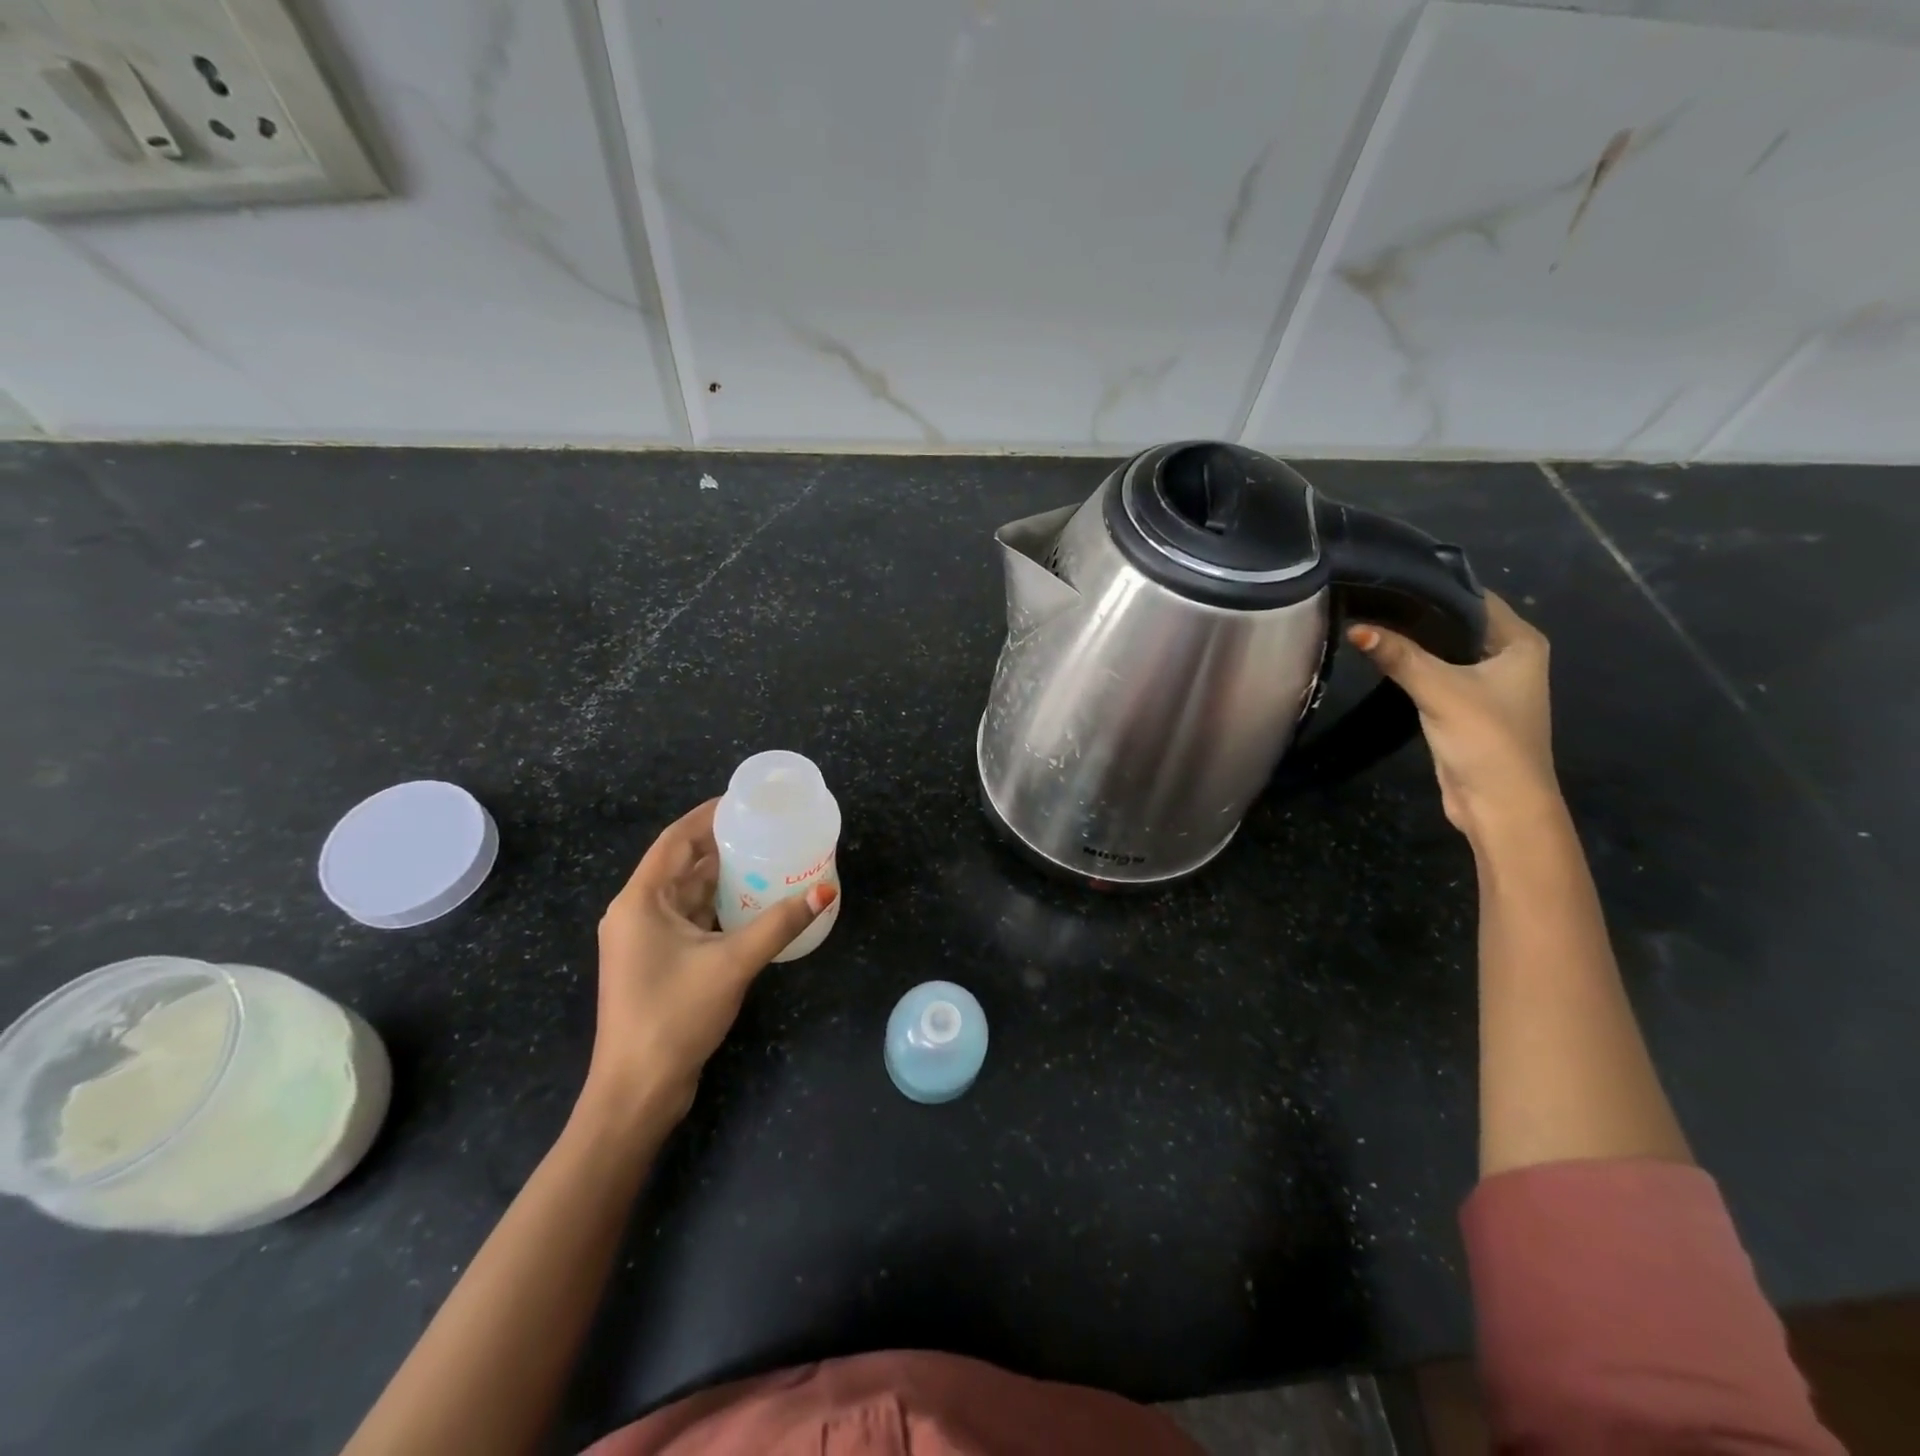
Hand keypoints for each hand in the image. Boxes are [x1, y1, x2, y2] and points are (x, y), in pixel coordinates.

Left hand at [581, 799, 835, 1129]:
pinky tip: (752, 903)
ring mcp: (644, 940)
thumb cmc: (675, 1015)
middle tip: (766, 828)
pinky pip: (690, 919)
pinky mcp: (656, 962)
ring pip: (687, 893)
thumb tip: (825, 889)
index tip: (745, 800)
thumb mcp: (733, 963)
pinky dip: (718, 907)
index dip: (708, 815)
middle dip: (722, 845)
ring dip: (722, 877)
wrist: (637, 1090)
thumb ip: (779, 923)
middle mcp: (637, 912)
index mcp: (640, 901)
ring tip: (767, 858)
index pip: (675, 839)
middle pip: (682, 864)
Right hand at [1347, 592, 1559, 843]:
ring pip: (1444, 650)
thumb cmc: (1486, 738)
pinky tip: (1382, 657)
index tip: (1389, 577)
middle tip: (1369, 597)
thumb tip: (1354, 628)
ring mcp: (1487, 684)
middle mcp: (1509, 657)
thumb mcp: (1440, 690)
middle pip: (1456, 623)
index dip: (1434, 586)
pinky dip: (1413, 666)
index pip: (1474, 598)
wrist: (1500, 804)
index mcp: (1520, 643)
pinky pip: (1436, 674)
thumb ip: (1399, 657)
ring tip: (1368, 620)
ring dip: (1413, 642)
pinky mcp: (1465, 707)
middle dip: (1417, 614)